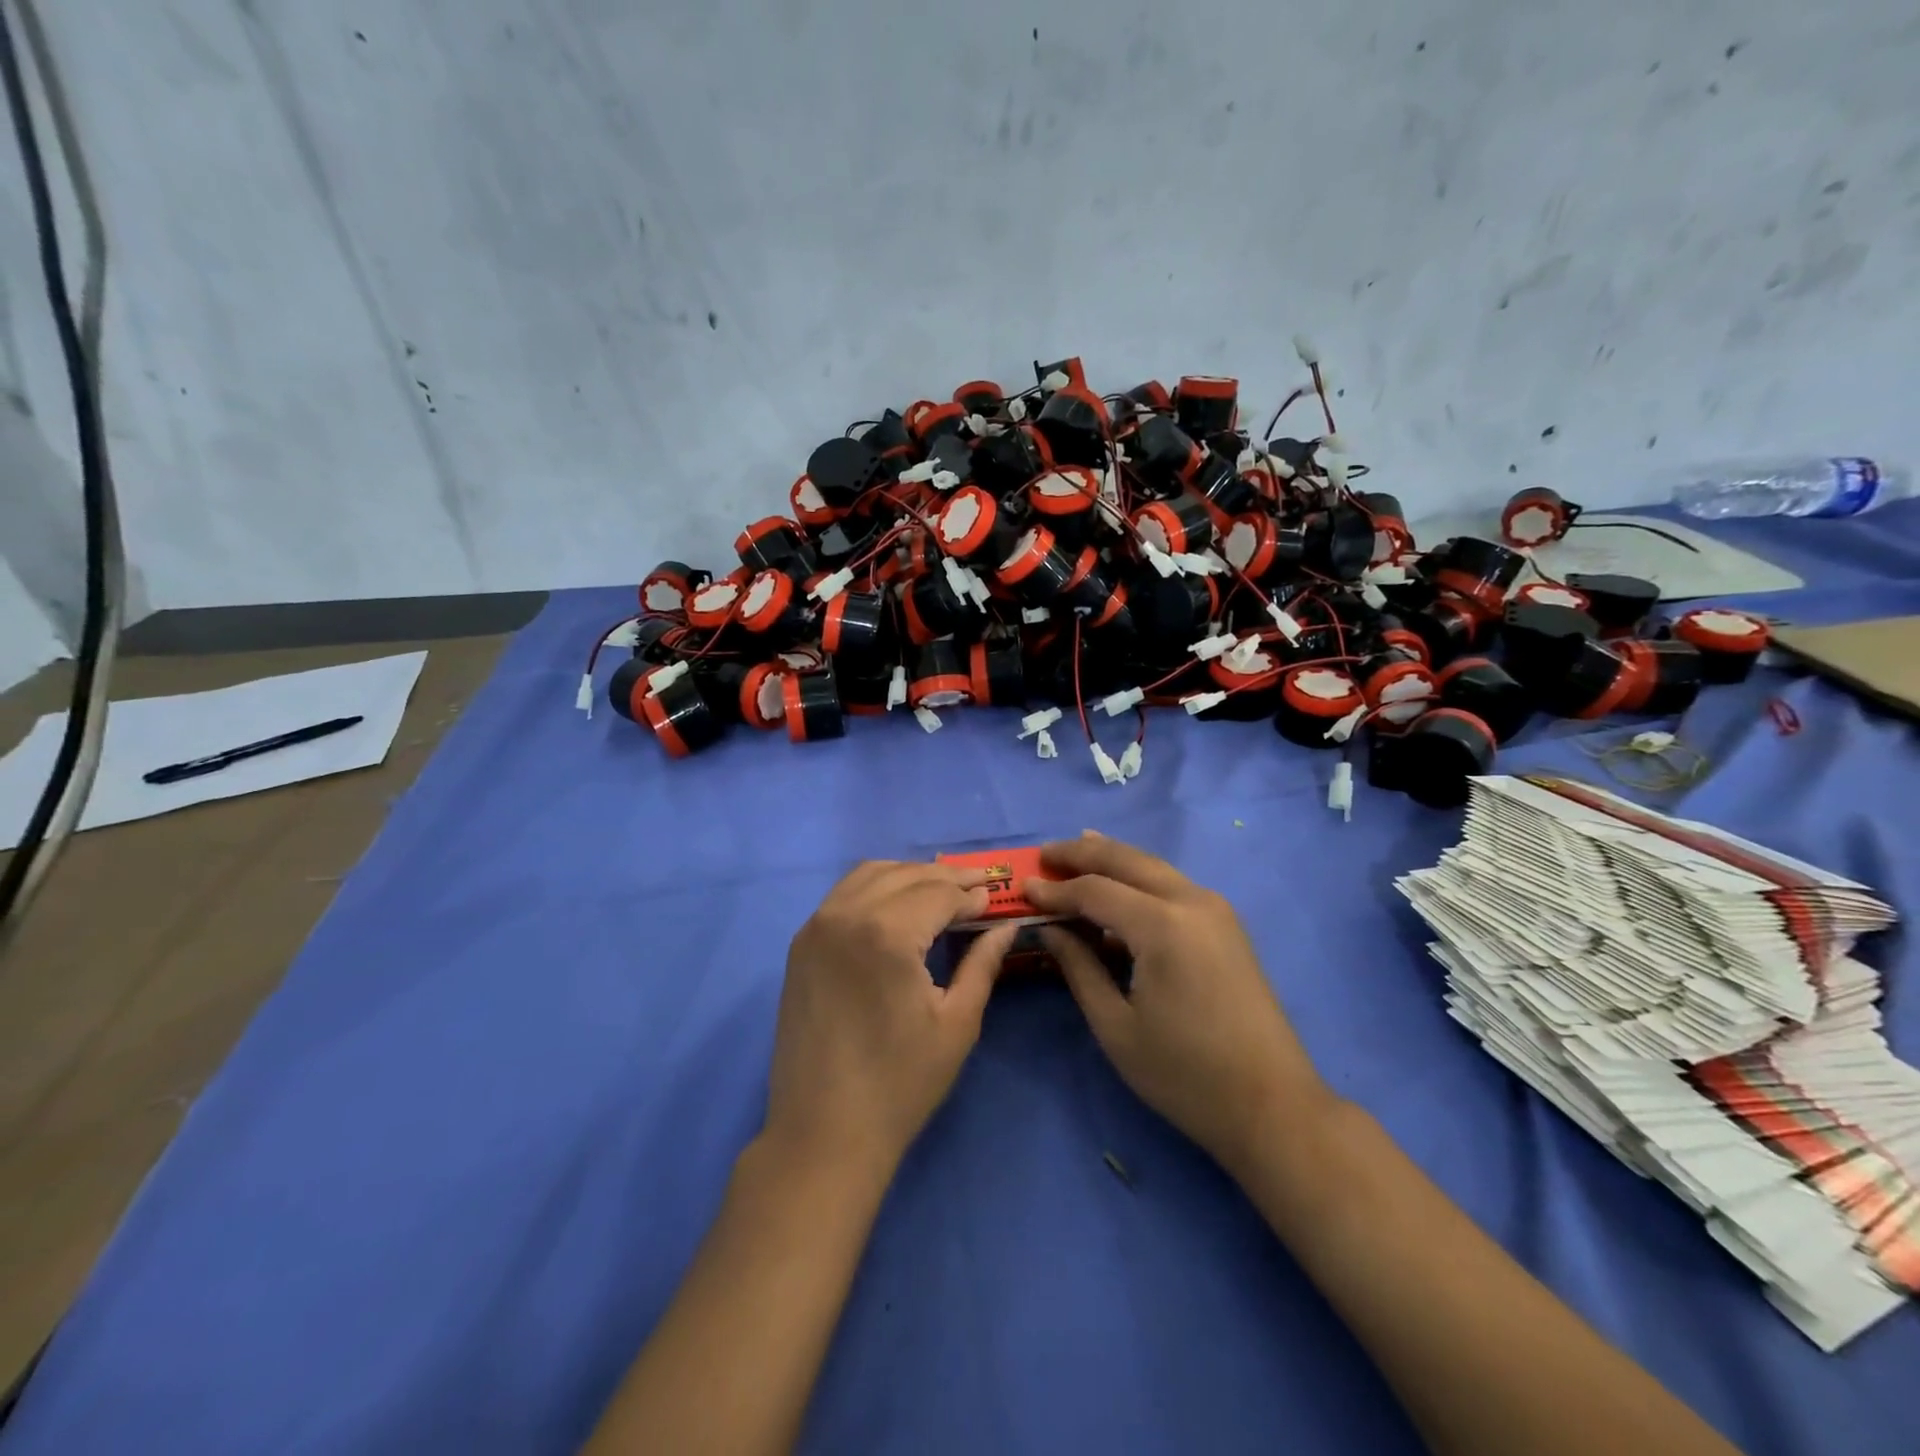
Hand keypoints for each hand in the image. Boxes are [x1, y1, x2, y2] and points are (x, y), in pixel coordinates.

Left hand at [764, 862, 1014, 1180]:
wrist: (822, 1133)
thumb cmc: (900, 1084)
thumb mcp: (956, 1023)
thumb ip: (983, 963)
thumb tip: (1006, 925)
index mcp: (887, 933)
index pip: (938, 893)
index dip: (971, 894)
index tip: (995, 896)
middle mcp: (846, 914)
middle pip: (906, 875)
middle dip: (946, 877)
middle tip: (978, 885)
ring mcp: (817, 926)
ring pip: (871, 874)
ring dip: (910, 875)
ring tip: (942, 890)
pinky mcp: (801, 943)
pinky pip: (844, 893)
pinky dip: (876, 885)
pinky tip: (897, 903)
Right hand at [1024, 832, 1335, 1175]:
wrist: (1273, 1106)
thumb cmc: (1186, 1075)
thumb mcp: (1116, 1027)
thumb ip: (1079, 968)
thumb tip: (1049, 929)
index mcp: (1162, 925)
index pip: (1095, 890)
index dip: (1056, 888)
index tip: (1023, 887)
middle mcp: (1191, 902)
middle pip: (1127, 860)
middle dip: (1082, 853)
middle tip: (1044, 854)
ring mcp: (1215, 910)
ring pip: (1152, 866)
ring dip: (1112, 858)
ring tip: (1075, 852)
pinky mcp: (1226, 924)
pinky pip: (1172, 884)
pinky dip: (1138, 877)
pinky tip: (1120, 884)